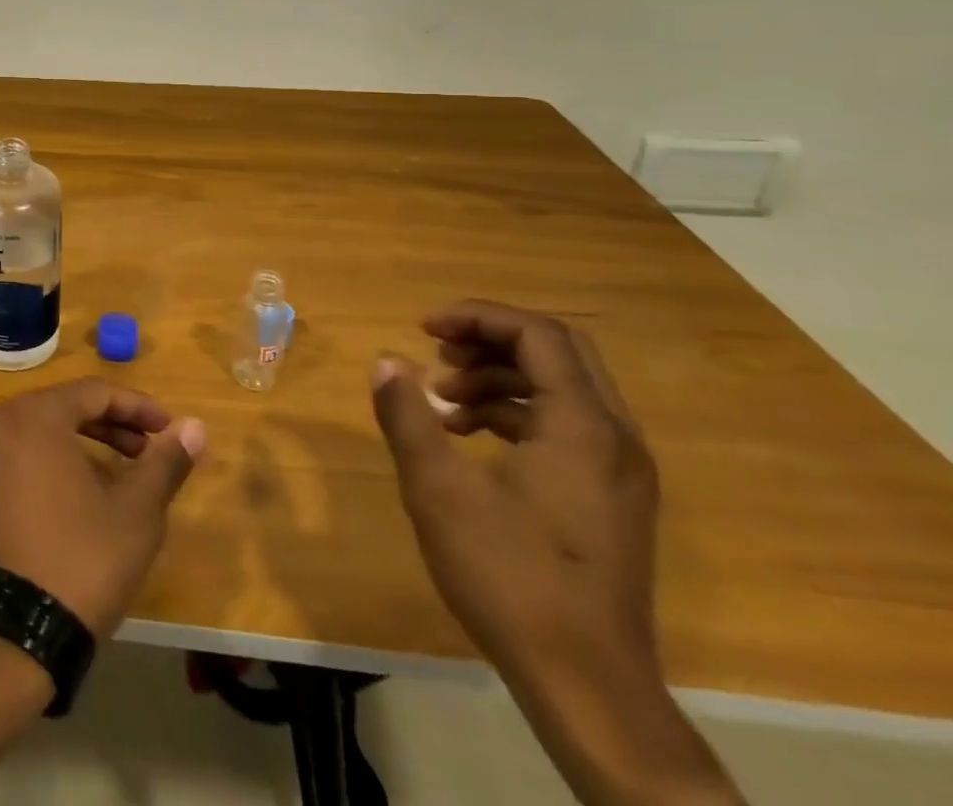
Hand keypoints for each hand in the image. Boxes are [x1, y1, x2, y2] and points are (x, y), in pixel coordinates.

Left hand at [0, 379, 206, 636]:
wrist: (16, 632)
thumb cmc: (82, 559)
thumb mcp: (136, 510)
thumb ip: (165, 462)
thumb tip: (196, 426)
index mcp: (35, 415)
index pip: (94, 392)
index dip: (137, 407)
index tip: (169, 429)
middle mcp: (1, 421)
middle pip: (67, 406)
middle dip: (114, 424)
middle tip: (150, 449)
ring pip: (46, 428)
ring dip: (88, 441)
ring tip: (126, 470)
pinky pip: (25, 450)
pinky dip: (58, 457)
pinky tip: (87, 488)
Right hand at [371, 300, 658, 686]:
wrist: (588, 686)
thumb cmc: (509, 576)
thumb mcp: (438, 488)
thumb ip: (407, 415)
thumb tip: (385, 362)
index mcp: (583, 426)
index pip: (536, 334)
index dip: (477, 317)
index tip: (423, 328)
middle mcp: (616, 438)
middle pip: (556, 353)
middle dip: (489, 341)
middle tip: (435, 351)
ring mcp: (620, 472)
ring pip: (561, 389)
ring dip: (498, 378)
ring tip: (442, 400)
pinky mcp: (612, 500)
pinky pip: (565, 426)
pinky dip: (515, 413)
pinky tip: (468, 438)